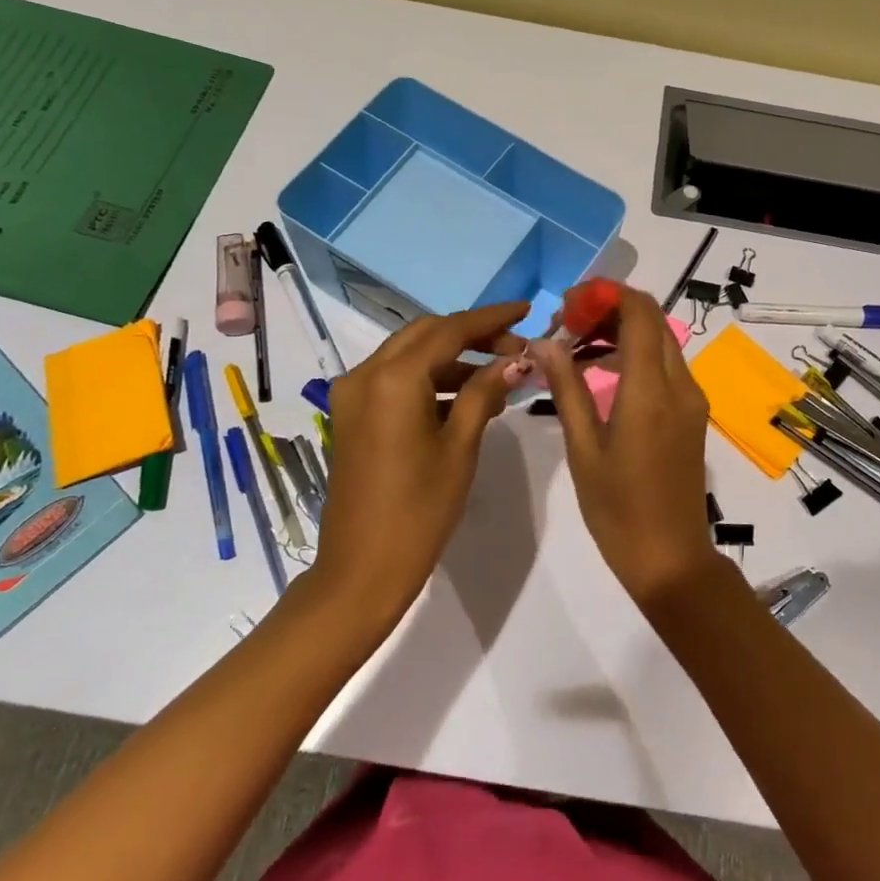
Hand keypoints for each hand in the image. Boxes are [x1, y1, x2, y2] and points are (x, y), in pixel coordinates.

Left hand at [314, 302, 530, 632]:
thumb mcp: (460, 447)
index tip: (526, 311)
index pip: (450, 330)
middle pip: (426, 334)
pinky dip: (431, 380)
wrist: (362, 570)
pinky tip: (468, 397)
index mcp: (393, 378)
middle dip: (473, 335)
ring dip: (453, 358)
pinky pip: (396, 380)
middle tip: (516, 348)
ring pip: (410, 355)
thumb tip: (516, 359)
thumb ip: (485, 393)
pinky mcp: (353, 414)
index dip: (491, 319)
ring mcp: (353, 394)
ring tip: (501, 376)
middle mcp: (365, 373)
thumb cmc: (419, 511)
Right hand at [535, 288, 721, 610]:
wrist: (671, 559)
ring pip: (661, 341)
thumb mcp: (583, 449)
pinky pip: (666, 366)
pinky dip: (635, 355)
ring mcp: (691, 400)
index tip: (568, 305)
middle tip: (567, 325)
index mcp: (651, 390)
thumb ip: (567, 389)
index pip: (640, 313)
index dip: (605, 295)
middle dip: (610, 309)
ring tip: (575, 347)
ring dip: (622, 331)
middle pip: (653, 320)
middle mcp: (680, 385)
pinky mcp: (692, 415)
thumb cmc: (618, 510)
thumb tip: (545, 343)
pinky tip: (600, 374)